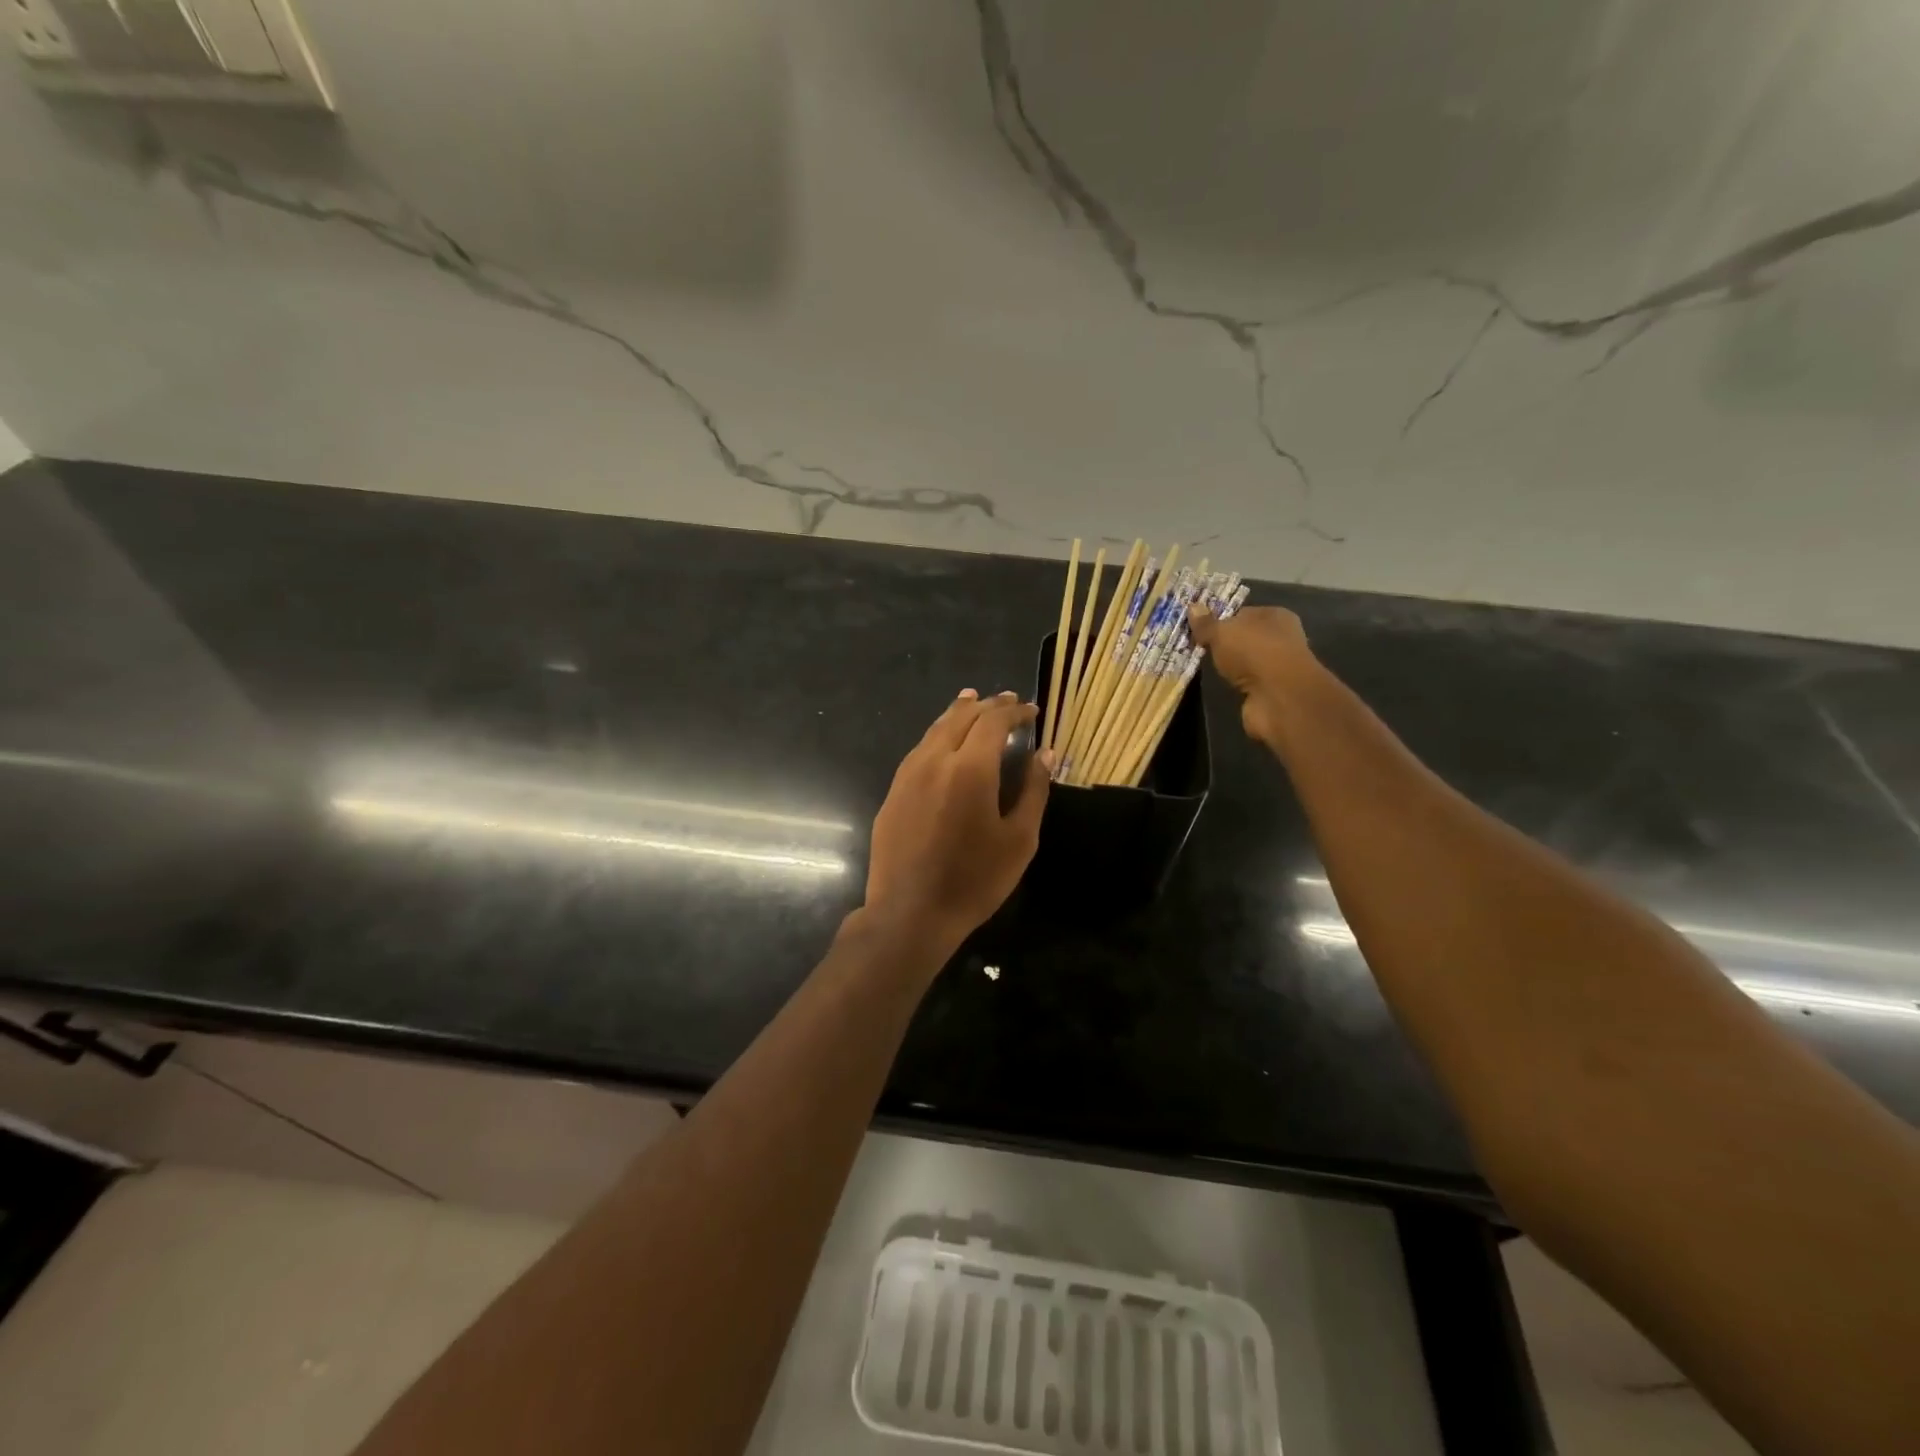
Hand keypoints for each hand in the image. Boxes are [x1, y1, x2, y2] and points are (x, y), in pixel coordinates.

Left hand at [865, 690, 1050, 948]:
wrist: (910, 913)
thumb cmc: (974, 880)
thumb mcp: (1019, 839)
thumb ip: (1033, 790)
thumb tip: (1045, 754)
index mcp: (970, 768)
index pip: (993, 721)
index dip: (1015, 711)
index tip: (1032, 710)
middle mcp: (934, 760)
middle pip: (961, 717)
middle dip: (987, 705)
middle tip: (1007, 700)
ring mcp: (907, 775)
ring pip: (935, 729)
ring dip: (958, 713)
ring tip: (972, 701)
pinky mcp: (893, 792)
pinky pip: (919, 750)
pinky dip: (938, 735)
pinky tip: (944, 742)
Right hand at [1188, 605, 1317, 749]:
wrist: (1277, 696)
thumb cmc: (1253, 651)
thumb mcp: (1222, 632)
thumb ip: (1206, 623)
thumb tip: (1192, 606)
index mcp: (1274, 615)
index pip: (1243, 613)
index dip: (1221, 619)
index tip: (1198, 627)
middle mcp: (1280, 638)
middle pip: (1244, 637)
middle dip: (1224, 643)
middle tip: (1197, 646)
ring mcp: (1276, 666)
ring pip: (1245, 661)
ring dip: (1228, 665)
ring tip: (1202, 665)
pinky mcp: (1270, 690)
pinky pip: (1245, 682)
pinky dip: (1234, 683)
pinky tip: (1218, 684)